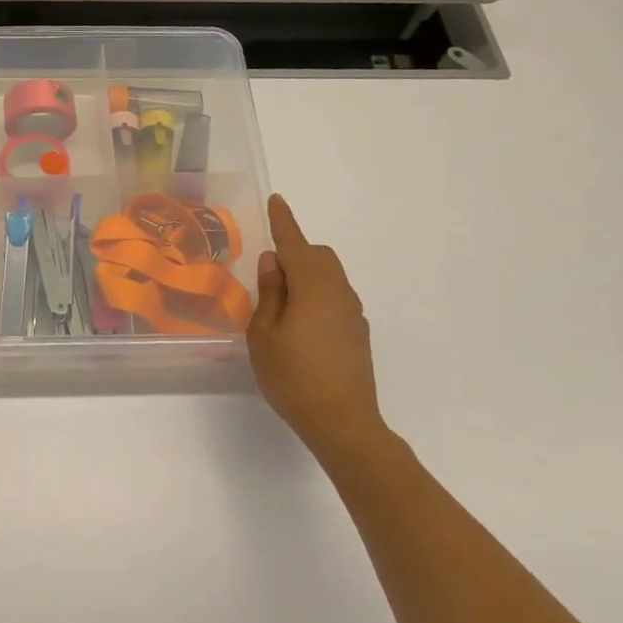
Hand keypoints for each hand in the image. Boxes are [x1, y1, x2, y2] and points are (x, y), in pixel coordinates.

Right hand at [247, 195, 388, 461]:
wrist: (342, 422)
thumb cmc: (293, 377)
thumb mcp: (264, 334)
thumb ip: (270, 293)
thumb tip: (274, 261)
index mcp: (312, 287)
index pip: (295, 243)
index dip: (283, 221)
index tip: (276, 200)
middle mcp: (338, 292)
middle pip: (319, 256)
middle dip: (295, 251)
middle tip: (268, 272)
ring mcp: (352, 313)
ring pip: (330, 276)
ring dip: (307, 275)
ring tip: (281, 302)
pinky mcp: (357, 333)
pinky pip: (335, 297)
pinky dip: (317, 295)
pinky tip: (301, 324)